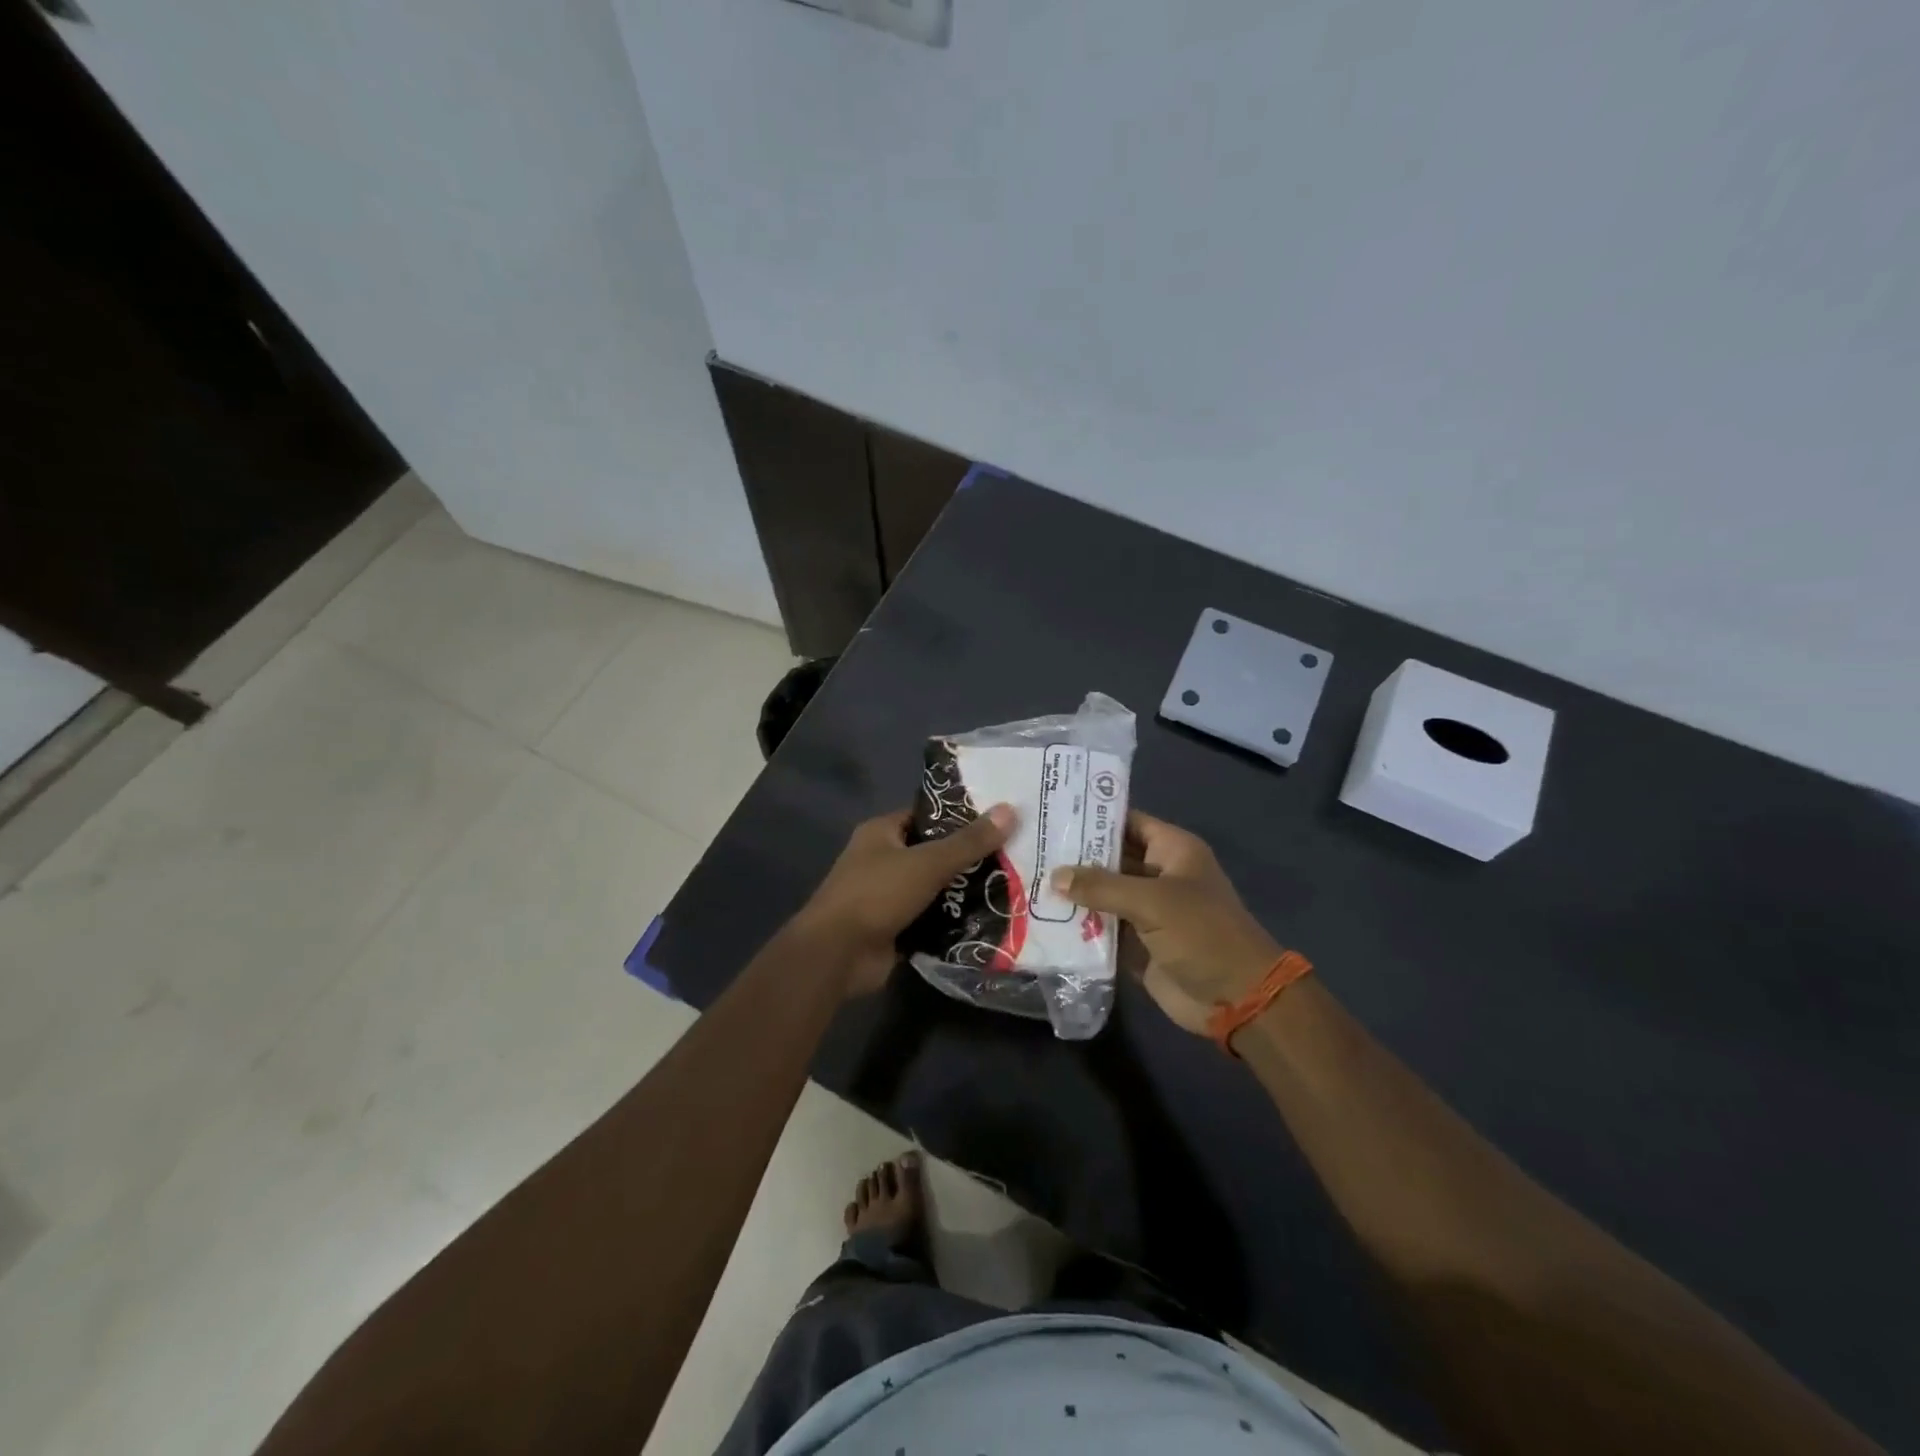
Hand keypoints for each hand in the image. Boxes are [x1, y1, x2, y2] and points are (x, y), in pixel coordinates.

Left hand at [796, 803, 1016, 994]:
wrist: (837, 954)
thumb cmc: (877, 894)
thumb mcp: (928, 862)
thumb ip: (969, 841)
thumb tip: (1011, 810)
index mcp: (882, 833)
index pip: (926, 816)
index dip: (960, 817)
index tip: (998, 821)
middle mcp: (882, 860)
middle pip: (933, 853)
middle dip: (968, 858)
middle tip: (1013, 856)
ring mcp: (887, 897)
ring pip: (934, 888)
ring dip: (963, 892)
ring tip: (1011, 887)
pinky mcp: (895, 929)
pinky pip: (931, 919)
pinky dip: (953, 921)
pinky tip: (990, 920)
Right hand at [1052, 811, 1280, 1034]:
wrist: (1237, 999)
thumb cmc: (1202, 934)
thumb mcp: (1152, 901)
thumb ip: (1102, 886)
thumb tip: (1055, 876)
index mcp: (1173, 851)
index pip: (1127, 822)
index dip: (1094, 817)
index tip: (1052, 813)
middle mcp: (1159, 875)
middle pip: (1110, 859)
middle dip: (1075, 857)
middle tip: (1030, 848)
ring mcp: (1147, 911)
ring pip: (1103, 895)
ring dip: (1073, 894)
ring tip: (1027, 881)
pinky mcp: (1137, 944)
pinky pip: (1103, 929)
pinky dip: (1079, 927)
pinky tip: (1043, 920)